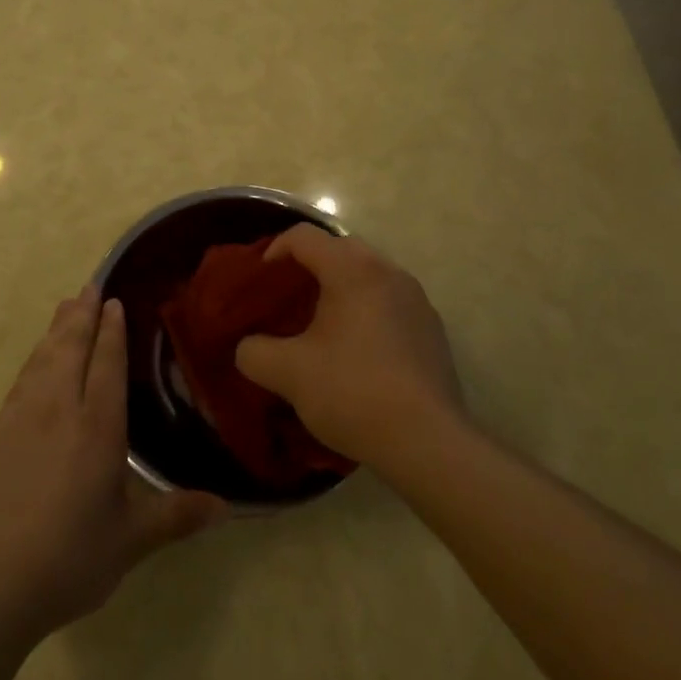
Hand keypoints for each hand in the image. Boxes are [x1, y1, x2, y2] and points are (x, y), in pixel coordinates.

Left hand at [0, 287, 225, 640]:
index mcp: (97, 427)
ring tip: (65, 307)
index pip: (107, 364)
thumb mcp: (130, 541)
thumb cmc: (68, 559)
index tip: (114, 301)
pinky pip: (19, 383)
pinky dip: (33, 361)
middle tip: (90, 286)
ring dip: (56, 330)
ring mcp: (19, 420)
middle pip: (71, 348)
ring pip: (42, 360)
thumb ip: (176, 516)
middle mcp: (58, 410)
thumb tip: (227, 505)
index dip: (112, 330)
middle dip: (82, 315)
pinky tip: (35, 363)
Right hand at [234, 226, 463, 470]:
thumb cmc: (353, 392)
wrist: (428, 443)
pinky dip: (366, 310)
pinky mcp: (431, 327)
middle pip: (338, 249)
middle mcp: (388, 271)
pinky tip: (357, 351)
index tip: (260, 283)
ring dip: (340, 288)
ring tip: (320, 326)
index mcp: (352, 269)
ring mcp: (416, 298)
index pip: (303, 236)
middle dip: (308, 267)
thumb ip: (254, 352)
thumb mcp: (288, 374)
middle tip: (287, 300)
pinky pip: (389, 301)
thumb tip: (248, 347)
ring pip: (367, 275)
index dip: (274, 251)